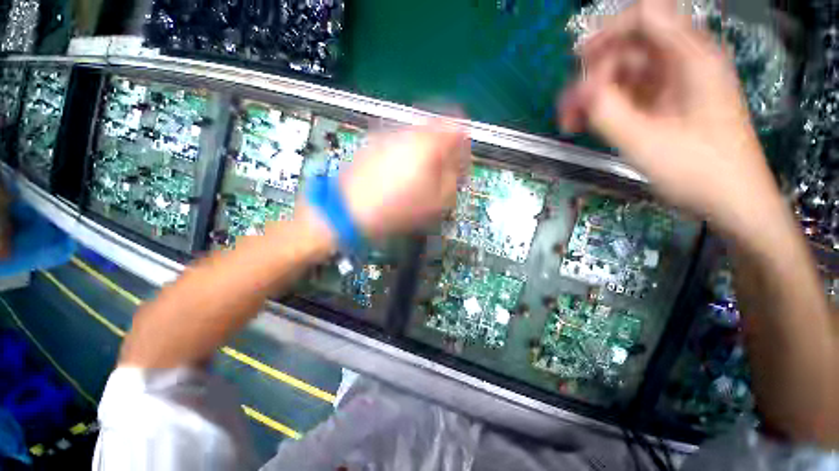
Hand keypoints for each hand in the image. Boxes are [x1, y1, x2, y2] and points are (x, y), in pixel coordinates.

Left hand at [338, 120, 469, 239]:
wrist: (350, 211)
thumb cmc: (398, 209)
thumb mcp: (437, 201)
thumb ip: (454, 179)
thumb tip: (456, 167)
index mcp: (429, 143)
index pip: (458, 127)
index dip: (464, 146)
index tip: (461, 165)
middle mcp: (409, 131)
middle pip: (437, 128)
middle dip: (444, 149)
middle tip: (441, 172)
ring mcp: (389, 134)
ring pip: (417, 135)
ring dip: (425, 152)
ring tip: (419, 177)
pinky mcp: (373, 142)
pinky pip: (399, 142)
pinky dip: (406, 154)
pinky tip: (400, 175)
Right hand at [559, 0, 782, 235]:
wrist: (731, 200)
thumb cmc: (699, 171)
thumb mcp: (647, 141)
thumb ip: (608, 111)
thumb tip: (578, 91)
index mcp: (691, 58)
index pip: (646, 16)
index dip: (609, 30)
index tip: (580, 59)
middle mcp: (684, 63)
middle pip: (629, 46)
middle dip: (594, 73)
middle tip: (569, 105)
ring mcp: (675, 84)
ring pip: (624, 73)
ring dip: (594, 94)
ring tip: (571, 121)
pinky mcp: (667, 104)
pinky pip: (630, 93)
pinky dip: (606, 106)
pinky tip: (587, 123)